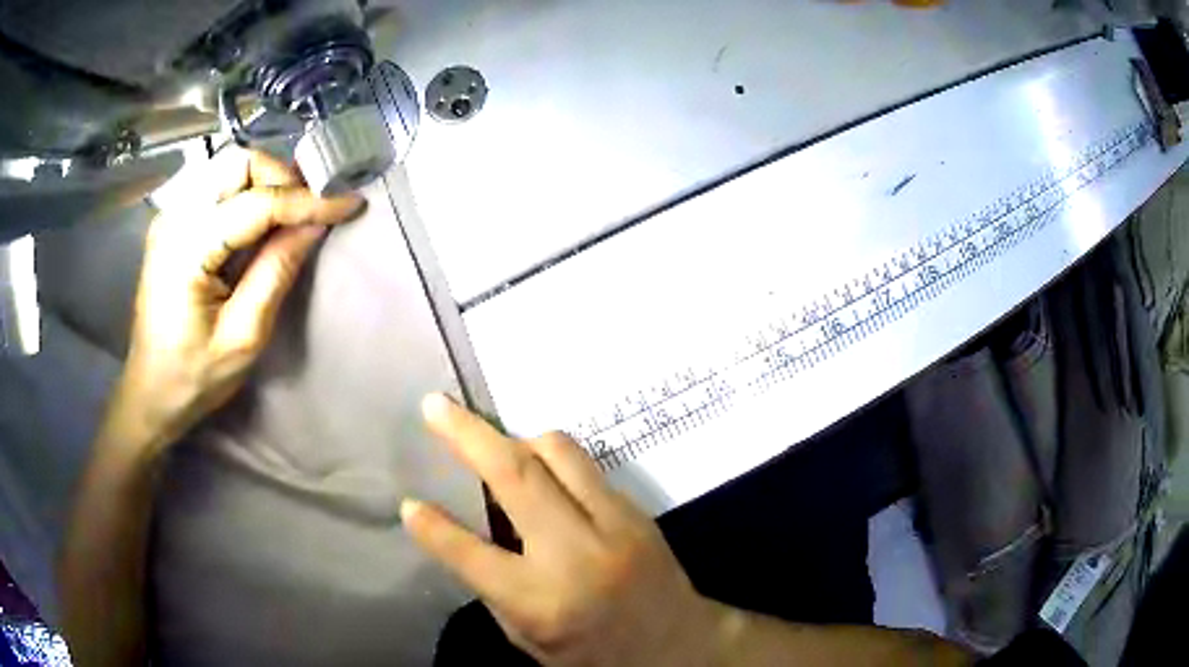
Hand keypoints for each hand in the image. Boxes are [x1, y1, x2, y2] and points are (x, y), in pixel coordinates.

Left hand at [114, 148, 364, 451]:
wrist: (150, 393)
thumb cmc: (193, 376)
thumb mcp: (243, 337)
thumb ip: (276, 272)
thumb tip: (315, 224)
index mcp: (187, 248)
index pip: (256, 203)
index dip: (307, 200)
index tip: (349, 203)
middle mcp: (175, 218)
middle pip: (238, 162)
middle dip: (282, 178)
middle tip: (310, 210)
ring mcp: (171, 216)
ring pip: (229, 168)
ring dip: (267, 182)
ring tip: (291, 215)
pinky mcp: (174, 223)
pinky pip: (217, 186)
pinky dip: (248, 193)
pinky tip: (261, 222)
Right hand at [403, 394, 727, 666]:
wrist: (677, 645)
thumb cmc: (594, 653)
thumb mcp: (529, 639)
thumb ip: (494, 587)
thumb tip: (465, 529)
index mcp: (539, 601)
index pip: (470, 554)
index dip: (432, 527)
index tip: (408, 502)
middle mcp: (574, 554)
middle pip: (516, 476)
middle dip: (468, 434)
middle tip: (436, 406)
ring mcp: (613, 525)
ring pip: (559, 453)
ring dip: (519, 441)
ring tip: (498, 448)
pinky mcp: (636, 511)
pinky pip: (586, 468)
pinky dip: (555, 463)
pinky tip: (544, 478)